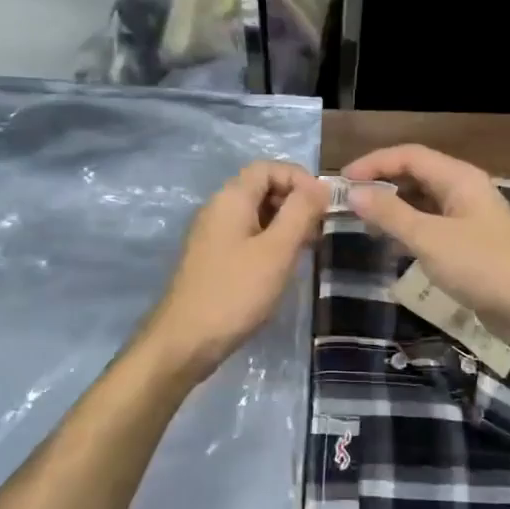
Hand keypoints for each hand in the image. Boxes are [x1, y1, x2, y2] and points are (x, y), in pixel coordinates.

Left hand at [146, 160, 328, 379]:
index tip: (324, 205)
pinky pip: (247, 235)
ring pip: (256, 213)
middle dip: (295, 201)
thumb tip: (321, 186)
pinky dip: (270, 241)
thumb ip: (301, 212)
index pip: (268, 167)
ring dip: (285, 223)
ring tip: (308, 248)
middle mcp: (218, 208)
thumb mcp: (276, 250)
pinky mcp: (213, 258)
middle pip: (262, 187)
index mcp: (231, 198)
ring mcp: (213, 234)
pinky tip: (284, 265)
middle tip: (320, 229)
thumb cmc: (235, 292)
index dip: (300, 178)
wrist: (185, 341)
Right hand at [342, 144, 509, 359]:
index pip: (409, 156)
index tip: (342, 182)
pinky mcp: (470, 244)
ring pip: (423, 201)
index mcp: (459, 179)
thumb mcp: (430, 240)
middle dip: (382, 183)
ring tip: (363, 221)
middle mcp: (464, 191)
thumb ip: (391, 214)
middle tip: (349, 202)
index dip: (374, 163)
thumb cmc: (483, 267)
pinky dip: (409, 228)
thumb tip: (354, 192)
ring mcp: (469, 218)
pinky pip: (432, 225)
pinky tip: (392, 243)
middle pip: (416, 174)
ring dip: (394, 207)